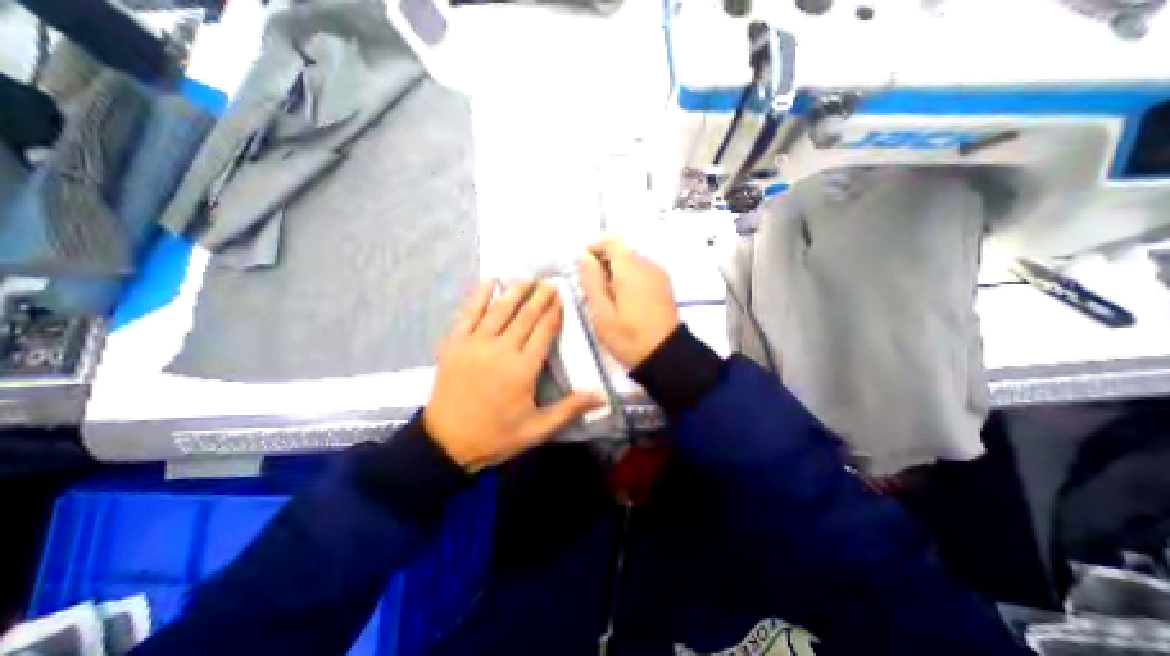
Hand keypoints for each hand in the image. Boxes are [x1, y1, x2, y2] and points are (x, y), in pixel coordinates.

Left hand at [423, 276, 602, 471]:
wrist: (446, 443)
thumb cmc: (496, 435)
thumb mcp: (537, 429)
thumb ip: (569, 409)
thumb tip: (602, 396)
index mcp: (523, 368)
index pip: (543, 331)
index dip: (554, 312)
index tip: (562, 297)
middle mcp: (501, 349)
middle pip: (525, 315)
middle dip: (540, 297)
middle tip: (550, 282)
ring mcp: (475, 343)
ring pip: (500, 309)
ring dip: (516, 291)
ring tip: (528, 278)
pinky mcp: (454, 343)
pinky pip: (469, 312)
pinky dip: (480, 295)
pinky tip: (490, 281)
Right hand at [576, 239, 676, 367]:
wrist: (666, 357)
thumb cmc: (629, 337)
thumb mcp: (601, 312)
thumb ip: (591, 280)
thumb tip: (583, 256)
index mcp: (631, 268)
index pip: (610, 242)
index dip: (593, 249)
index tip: (581, 268)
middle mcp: (647, 265)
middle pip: (621, 251)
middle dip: (602, 263)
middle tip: (589, 287)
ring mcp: (658, 275)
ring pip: (631, 262)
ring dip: (614, 272)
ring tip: (603, 297)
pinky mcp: (663, 286)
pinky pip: (641, 273)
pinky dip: (627, 279)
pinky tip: (621, 301)